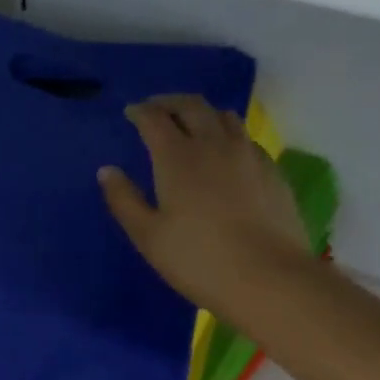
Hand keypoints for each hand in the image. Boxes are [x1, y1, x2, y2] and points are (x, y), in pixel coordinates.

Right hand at [99, 95, 310, 322]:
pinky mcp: (272, 170)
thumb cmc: (197, 259)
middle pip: (192, 106)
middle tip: (157, 109)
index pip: (155, 118)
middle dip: (170, 102)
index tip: (131, 112)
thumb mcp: (148, 235)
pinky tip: (226, 153)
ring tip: (191, 125)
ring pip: (224, 117)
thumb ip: (124, 199)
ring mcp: (248, 154)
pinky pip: (246, 138)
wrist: (268, 278)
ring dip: (202, 113)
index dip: (140, 111)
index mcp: (177, 156)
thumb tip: (107, 171)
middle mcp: (214, 143)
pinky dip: (228, 134)